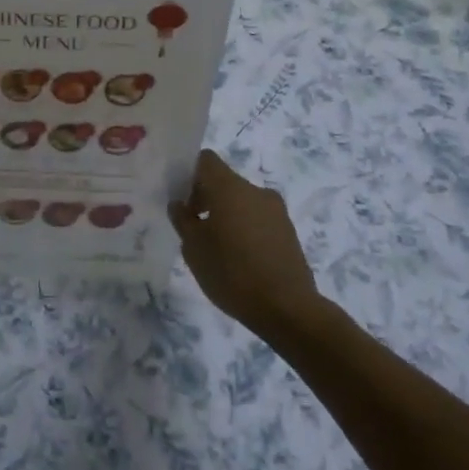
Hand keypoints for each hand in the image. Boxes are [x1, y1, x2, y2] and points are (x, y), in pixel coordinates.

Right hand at [170, 150, 320, 341]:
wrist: (288, 309)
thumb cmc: (232, 273)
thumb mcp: (193, 248)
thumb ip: (182, 220)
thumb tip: (179, 204)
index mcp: (230, 187)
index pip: (205, 160)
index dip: (188, 173)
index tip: (180, 198)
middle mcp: (255, 191)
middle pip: (224, 181)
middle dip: (205, 197)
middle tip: (192, 226)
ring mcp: (276, 210)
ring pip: (242, 201)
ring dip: (226, 214)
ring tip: (216, 246)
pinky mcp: (289, 231)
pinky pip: (258, 218)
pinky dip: (244, 228)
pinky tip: (238, 258)